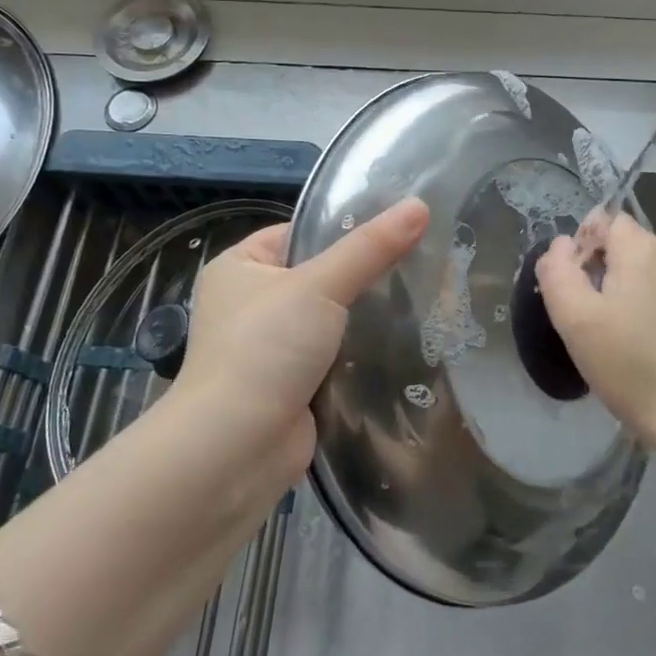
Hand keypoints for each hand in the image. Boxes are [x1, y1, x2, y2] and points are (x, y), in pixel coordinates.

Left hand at [166, 197, 430, 490]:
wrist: (236, 448)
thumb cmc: (266, 348)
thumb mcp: (320, 285)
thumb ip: (370, 248)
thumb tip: (420, 206)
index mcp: (239, 267)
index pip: (298, 233)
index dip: (342, 230)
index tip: (395, 231)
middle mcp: (248, 304)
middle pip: (317, 276)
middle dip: (360, 277)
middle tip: (417, 266)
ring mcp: (268, 348)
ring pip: (327, 320)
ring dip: (361, 319)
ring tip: (420, 301)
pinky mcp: (289, 386)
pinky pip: (331, 357)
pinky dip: (357, 354)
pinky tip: (400, 345)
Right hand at [535, 213, 655, 453]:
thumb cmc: (636, 369)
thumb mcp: (576, 322)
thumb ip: (558, 273)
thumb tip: (559, 245)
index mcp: (645, 249)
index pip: (606, 221)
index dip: (584, 248)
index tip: (578, 291)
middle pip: (632, 249)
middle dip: (609, 275)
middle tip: (596, 325)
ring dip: (638, 297)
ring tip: (629, 345)